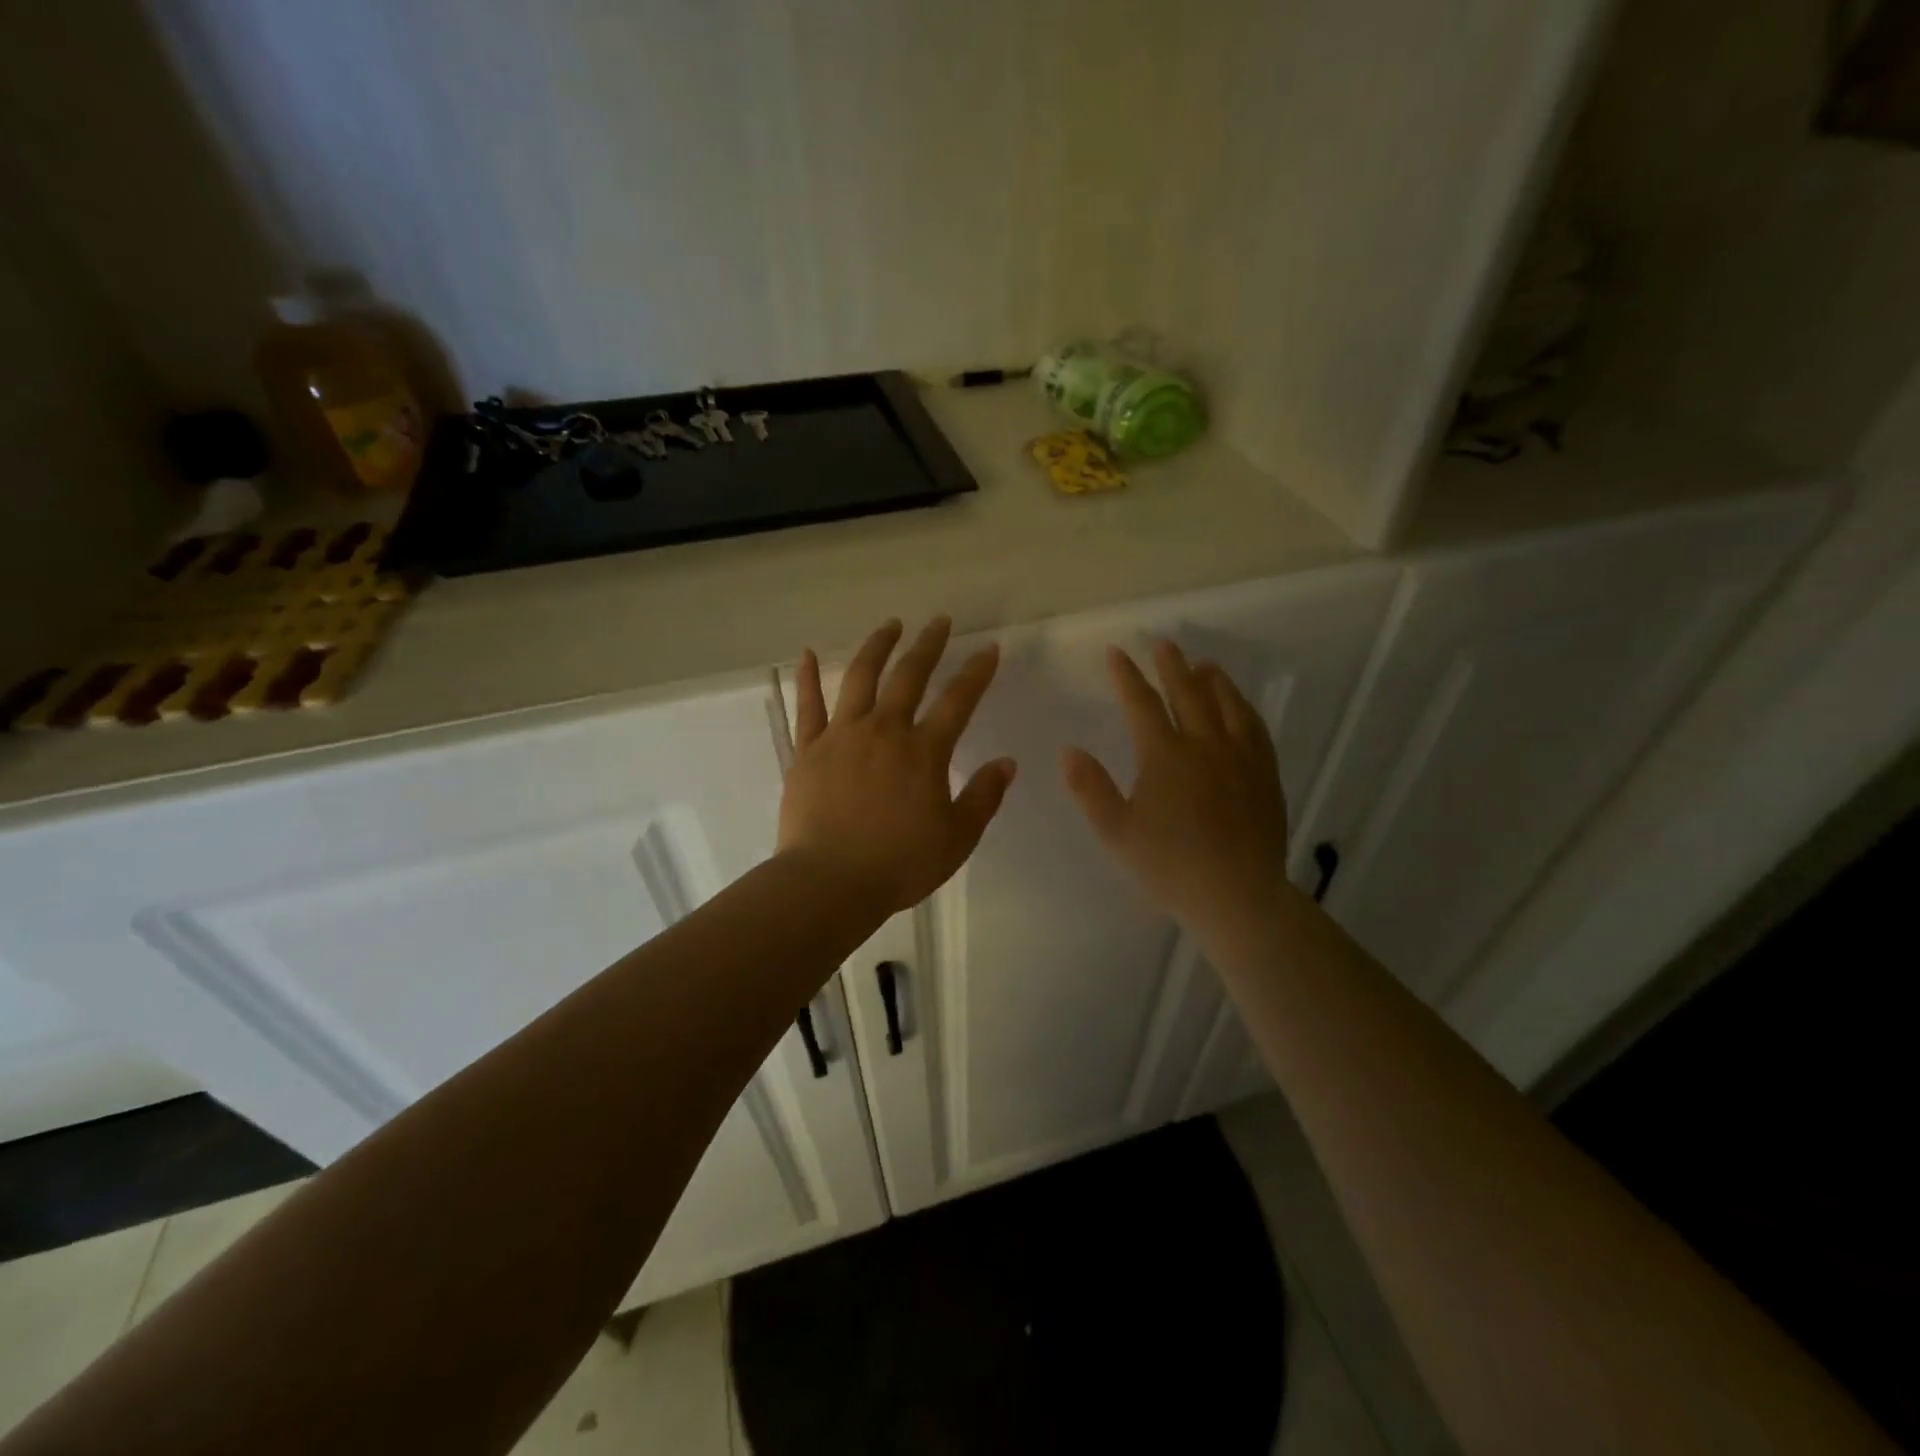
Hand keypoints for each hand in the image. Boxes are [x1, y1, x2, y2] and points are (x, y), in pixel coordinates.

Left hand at [780, 617, 1016, 914]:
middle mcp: (884, 731)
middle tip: (939, 621)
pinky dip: (808, 678)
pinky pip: (808, 706)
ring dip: (877, 647)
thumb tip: (1007, 762)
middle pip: (909, 676)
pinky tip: (809, 654)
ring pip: (861, 678)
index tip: (988, 648)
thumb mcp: (957, 837)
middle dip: (928, 645)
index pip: (958, 700)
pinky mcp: (808, 750)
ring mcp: (842, 736)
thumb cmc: (900, 864)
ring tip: (890, 625)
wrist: (830, 882)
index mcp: (924, 751)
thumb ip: (984, 797)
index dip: (976, 672)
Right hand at [1062, 640, 1293, 931]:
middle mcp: (1205, 745)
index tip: (1116, 652)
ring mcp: (1240, 758)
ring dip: (1213, 680)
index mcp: (1165, 755)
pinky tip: (1241, 706)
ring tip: (1205, 665)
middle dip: (1172, 665)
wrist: (1236, 895)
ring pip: (1228, 705)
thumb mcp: (1116, 830)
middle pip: (1188, 693)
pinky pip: (1256, 728)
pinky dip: (1244, 708)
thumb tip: (1068, 750)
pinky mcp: (1265, 774)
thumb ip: (1090, 787)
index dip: (1126, 675)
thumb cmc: (1168, 865)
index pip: (1142, 703)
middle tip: (1163, 643)